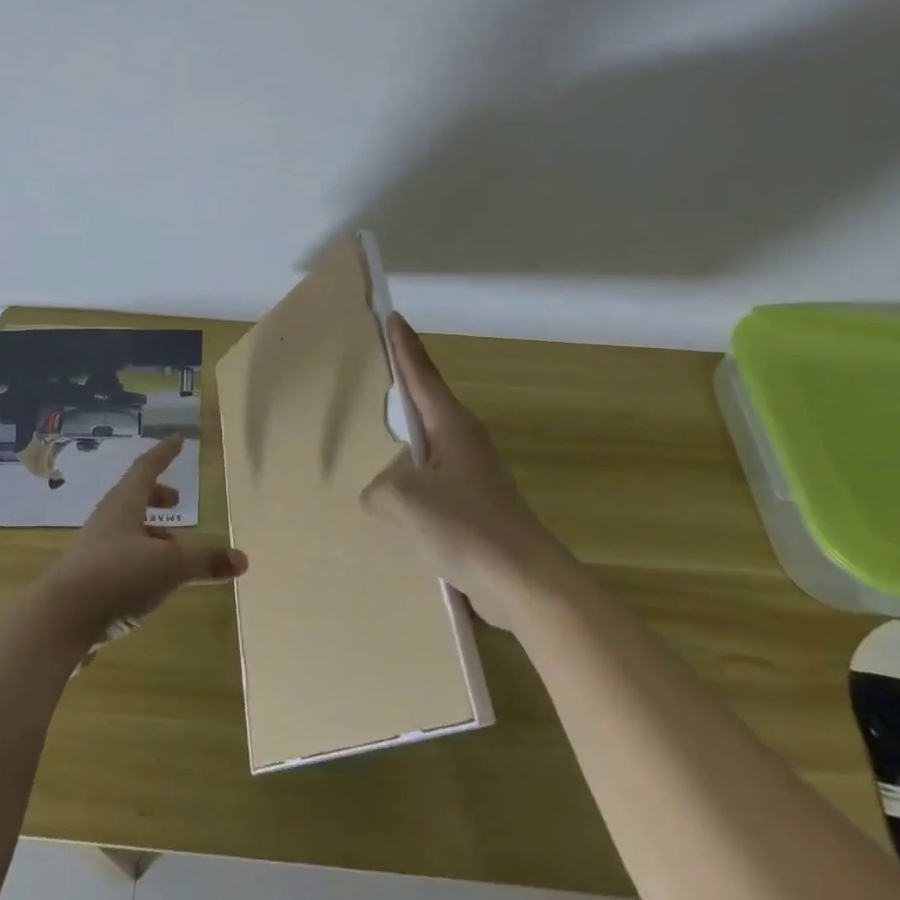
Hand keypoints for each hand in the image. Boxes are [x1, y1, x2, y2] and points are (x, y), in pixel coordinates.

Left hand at [39, 436, 246, 641]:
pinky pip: (121, 559)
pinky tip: (152, 584)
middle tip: (176, 501)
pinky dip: (141, 560)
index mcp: (124, 504)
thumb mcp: (169, 566)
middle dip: (157, 496)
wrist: (59, 621)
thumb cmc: (116, 575)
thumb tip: (242, 559)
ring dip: (151, 532)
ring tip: (174, 550)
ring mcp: (94, 552)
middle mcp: (107, 522)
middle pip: (133, 498)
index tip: (179, 440)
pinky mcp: (89, 582)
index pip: (146, 468)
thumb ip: (205, 561)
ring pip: (127, 531)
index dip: (164, 453)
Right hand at [361, 314, 563, 630]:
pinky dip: (411, 487)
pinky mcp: (474, 509)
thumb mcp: (404, 500)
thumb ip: (378, 490)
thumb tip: (381, 497)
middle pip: (424, 405)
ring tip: (373, 442)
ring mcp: (472, 476)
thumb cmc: (467, 527)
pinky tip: (394, 506)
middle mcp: (463, 442)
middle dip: (401, 388)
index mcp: (451, 425)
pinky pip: (432, 486)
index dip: (404, 345)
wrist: (525, 584)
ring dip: (403, 446)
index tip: (392, 315)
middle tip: (375, 370)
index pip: (421, 373)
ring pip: (426, 450)